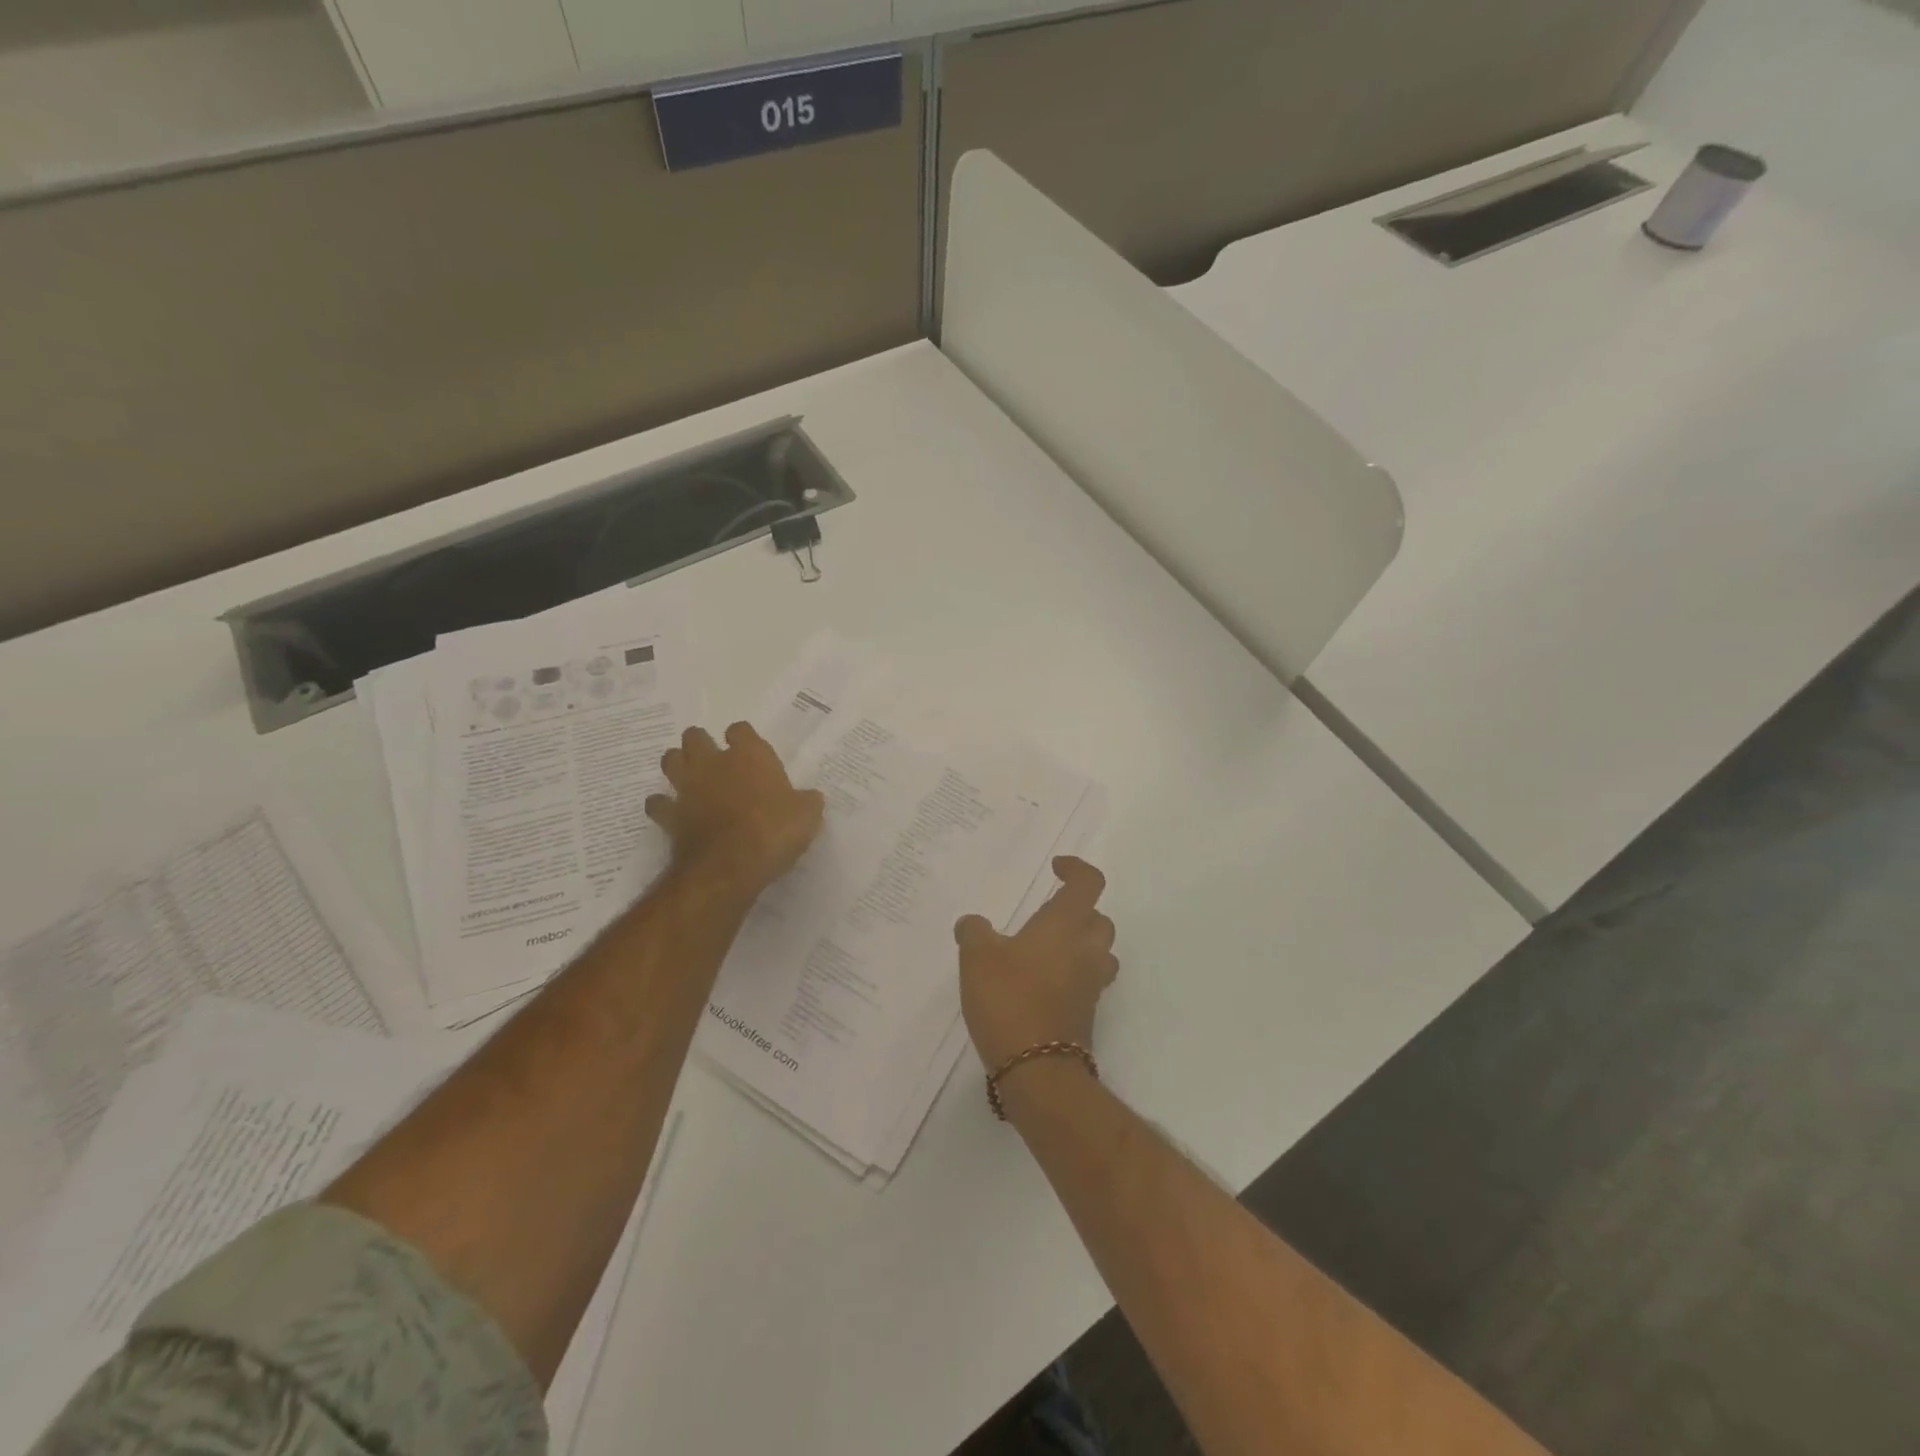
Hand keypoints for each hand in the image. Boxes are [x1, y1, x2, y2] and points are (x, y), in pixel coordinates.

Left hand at [646, 723, 824, 898]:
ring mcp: (687, 788)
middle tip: (713, 759)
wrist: (730, 866)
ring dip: (677, 765)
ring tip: (690, 778)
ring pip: (670, 761)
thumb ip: (806, 801)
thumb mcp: (807, 815)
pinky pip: (657, 803)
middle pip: (695, 737)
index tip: (750, 751)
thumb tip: (808, 799)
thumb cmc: (774, 831)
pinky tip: (672, 813)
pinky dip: (662, 806)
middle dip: (701, 743)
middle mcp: (714, 763)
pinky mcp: (670, 815)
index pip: (741, 730)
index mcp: (750, 756)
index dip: (743, 738)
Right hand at [955, 857, 1118, 1072]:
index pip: (1089, 882)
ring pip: (1098, 952)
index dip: (1076, 869)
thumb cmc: (1009, 998)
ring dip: (1079, 945)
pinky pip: (1086, 982)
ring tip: (1045, 950)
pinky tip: (1038, 984)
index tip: (1056, 868)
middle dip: (1078, 911)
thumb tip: (973, 923)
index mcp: (1066, 924)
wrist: (1038, 1069)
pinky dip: (1070, 975)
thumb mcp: (977, 957)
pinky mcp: (1087, 1014)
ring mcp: (1091, 984)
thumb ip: (975, 932)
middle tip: (1047, 915)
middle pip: (1099, 919)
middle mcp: (1087, 949)